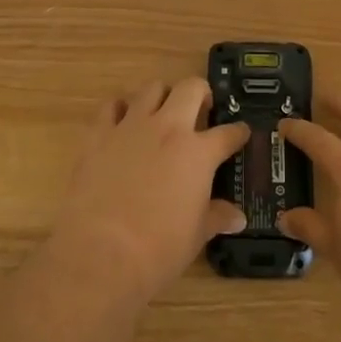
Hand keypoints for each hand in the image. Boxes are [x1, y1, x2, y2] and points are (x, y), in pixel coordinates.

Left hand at [50, 78, 250, 306]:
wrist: (100, 254)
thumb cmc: (158, 249)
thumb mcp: (196, 236)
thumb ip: (217, 217)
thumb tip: (237, 218)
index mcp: (198, 153)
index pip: (227, 133)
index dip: (238, 132)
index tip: (241, 133)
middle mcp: (168, 129)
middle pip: (191, 88)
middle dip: (201, 93)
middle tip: (201, 111)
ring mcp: (131, 127)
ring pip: (152, 88)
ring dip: (162, 96)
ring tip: (162, 114)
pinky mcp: (99, 134)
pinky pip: (111, 106)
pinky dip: (120, 109)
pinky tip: (123, 123)